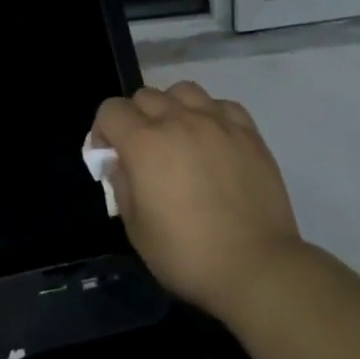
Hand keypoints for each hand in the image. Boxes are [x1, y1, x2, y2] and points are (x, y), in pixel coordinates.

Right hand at [92, 82, 305, 323]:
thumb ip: (122, 185)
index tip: (110, 156)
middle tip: (144, 152)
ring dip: (172, 108)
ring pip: (183, 91)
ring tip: (179, 137)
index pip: (111, 110)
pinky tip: (213, 139)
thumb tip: (120, 162)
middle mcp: (178, 120)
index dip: (103, 131)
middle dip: (135, 119)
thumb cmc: (187, 254)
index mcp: (144, 142)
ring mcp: (216, 122)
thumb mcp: (136, 229)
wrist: (256, 267)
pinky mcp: (248, 132)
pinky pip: (221, 105)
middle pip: (145, 96)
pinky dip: (210, 115)